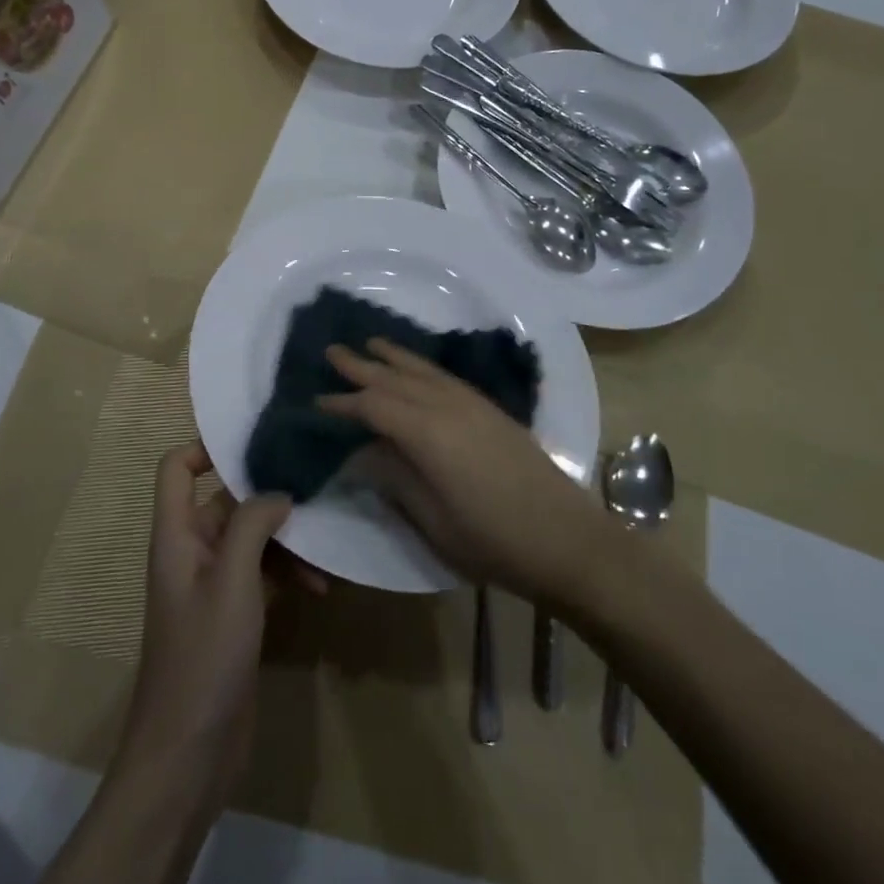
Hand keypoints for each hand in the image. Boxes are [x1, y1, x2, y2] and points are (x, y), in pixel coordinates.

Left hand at [119, 444, 313, 800]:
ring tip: (324, 551)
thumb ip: (253, 525)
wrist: (188, 755)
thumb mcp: (232, 581)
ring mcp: (213, 585)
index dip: (206, 447)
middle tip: (315, 489)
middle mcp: (192, 552)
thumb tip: (277, 493)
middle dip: (268, 497)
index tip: (255, 443)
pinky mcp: (235, 615)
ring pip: (251, 540)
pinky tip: (320, 587)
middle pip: (226, 501)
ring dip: (286, 541)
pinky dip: (288, 573)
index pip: (177, 468)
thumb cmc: (203, 656)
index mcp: (176, 536)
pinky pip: (263, 575)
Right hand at [320, 339, 609, 603]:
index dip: (343, 403)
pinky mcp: (491, 411)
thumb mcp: (433, 520)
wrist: (567, 539)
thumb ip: (394, 479)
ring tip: (370, 343)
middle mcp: (448, 407)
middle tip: (331, 351)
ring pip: (423, 371)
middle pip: (396, 379)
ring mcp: (473, 405)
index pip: (374, 407)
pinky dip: (422, 366)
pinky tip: (417, 368)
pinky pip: (445, 376)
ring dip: (394, 357)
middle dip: (362, 366)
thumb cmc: (493, 541)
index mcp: (428, 434)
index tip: (316, 400)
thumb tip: (360, 453)